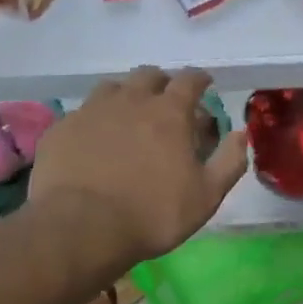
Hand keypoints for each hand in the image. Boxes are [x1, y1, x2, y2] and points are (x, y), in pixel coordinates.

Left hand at [29, 66, 248, 266]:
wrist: (80, 228)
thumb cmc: (152, 214)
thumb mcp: (206, 196)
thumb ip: (229, 162)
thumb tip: (241, 134)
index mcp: (169, 112)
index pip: (190, 80)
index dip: (199, 79)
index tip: (204, 84)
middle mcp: (131, 100)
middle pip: (149, 75)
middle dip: (162, 82)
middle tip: (166, 101)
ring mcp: (92, 110)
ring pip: (113, 87)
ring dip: (126, 94)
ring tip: (128, 114)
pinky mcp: (62, 128)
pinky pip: (82, 113)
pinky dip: (94, 119)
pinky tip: (93, 139)